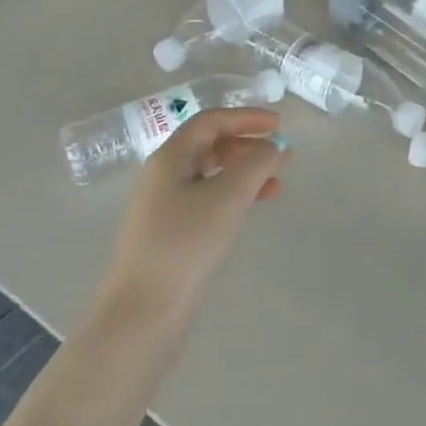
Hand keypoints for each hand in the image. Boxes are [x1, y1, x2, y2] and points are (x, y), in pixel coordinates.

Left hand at [96, 108, 286, 338]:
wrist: (144, 308)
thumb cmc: (185, 242)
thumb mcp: (227, 197)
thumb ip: (256, 164)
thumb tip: (275, 146)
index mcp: (170, 157)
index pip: (210, 121)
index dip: (245, 117)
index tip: (279, 124)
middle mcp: (163, 175)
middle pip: (209, 145)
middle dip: (247, 145)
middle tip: (280, 155)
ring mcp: (164, 205)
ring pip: (211, 174)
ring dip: (244, 172)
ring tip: (276, 183)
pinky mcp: (171, 232)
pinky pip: (208, 199)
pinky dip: (233, 196)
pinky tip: (253, 207)